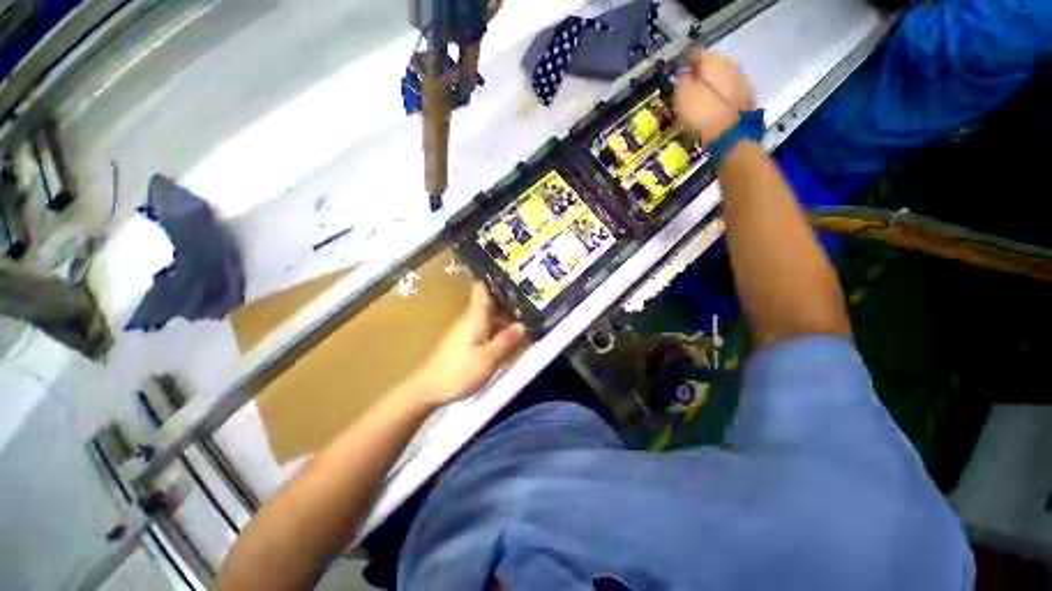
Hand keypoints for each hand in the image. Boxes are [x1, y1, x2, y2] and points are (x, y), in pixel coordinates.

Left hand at [409, 282, 525, 406]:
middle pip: (490, 304)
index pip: (482, 289)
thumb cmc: (458, 372)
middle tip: (531, 299)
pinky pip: (485, 330)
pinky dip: (498, 330)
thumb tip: (522, 325)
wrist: (427, 390)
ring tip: (526, 317)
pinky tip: (510, 338)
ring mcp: (466, 332)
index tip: (512, 275)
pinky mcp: (464, 344)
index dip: (495, 280)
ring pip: (489, 318)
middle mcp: (470, 320)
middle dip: (508, 301)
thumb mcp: (487, 359)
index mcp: (474, 317)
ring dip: (505, 317)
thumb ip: (505, 341)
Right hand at [673, 51, 754, 142]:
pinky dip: (717, 96)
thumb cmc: (703, 114)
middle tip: (682, 88)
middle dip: (696, 74)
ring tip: (695, 99)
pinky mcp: (745, 98)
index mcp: (713, 60)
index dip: (680, 64)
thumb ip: (680, 80)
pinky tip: (709, 108)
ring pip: (719, 77)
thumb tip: (679, 74)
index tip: (671, 74)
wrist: (731, 135)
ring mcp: (740, 81)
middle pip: (708, 65)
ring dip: (708, 85)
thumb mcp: (682, 96)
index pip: (692, 55)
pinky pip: (726, 92)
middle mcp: (729, 64)